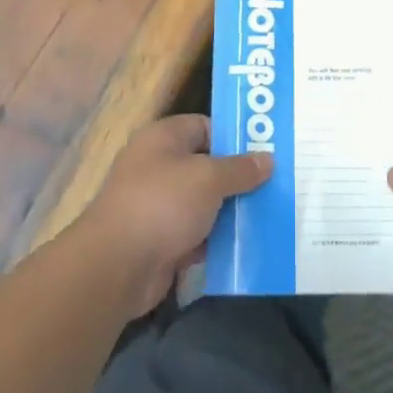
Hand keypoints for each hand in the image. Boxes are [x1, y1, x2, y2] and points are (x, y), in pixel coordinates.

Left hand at [79, 113, 271, 317]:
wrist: (116, 266)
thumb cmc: (163, 204)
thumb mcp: (209, 178)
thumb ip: (240, 169)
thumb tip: (268, 159)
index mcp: (163, 138)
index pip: (205, 126)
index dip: (235, 137)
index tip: (267, 151)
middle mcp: (158, 166)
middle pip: (207, 166)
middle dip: (238, 178)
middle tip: (276, 185)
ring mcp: (157, 206)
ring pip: (204, 203)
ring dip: (230, 212)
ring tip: (270, 215)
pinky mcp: (160, 241)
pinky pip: (196, 234)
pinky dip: (217, 240)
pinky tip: (248, 245)